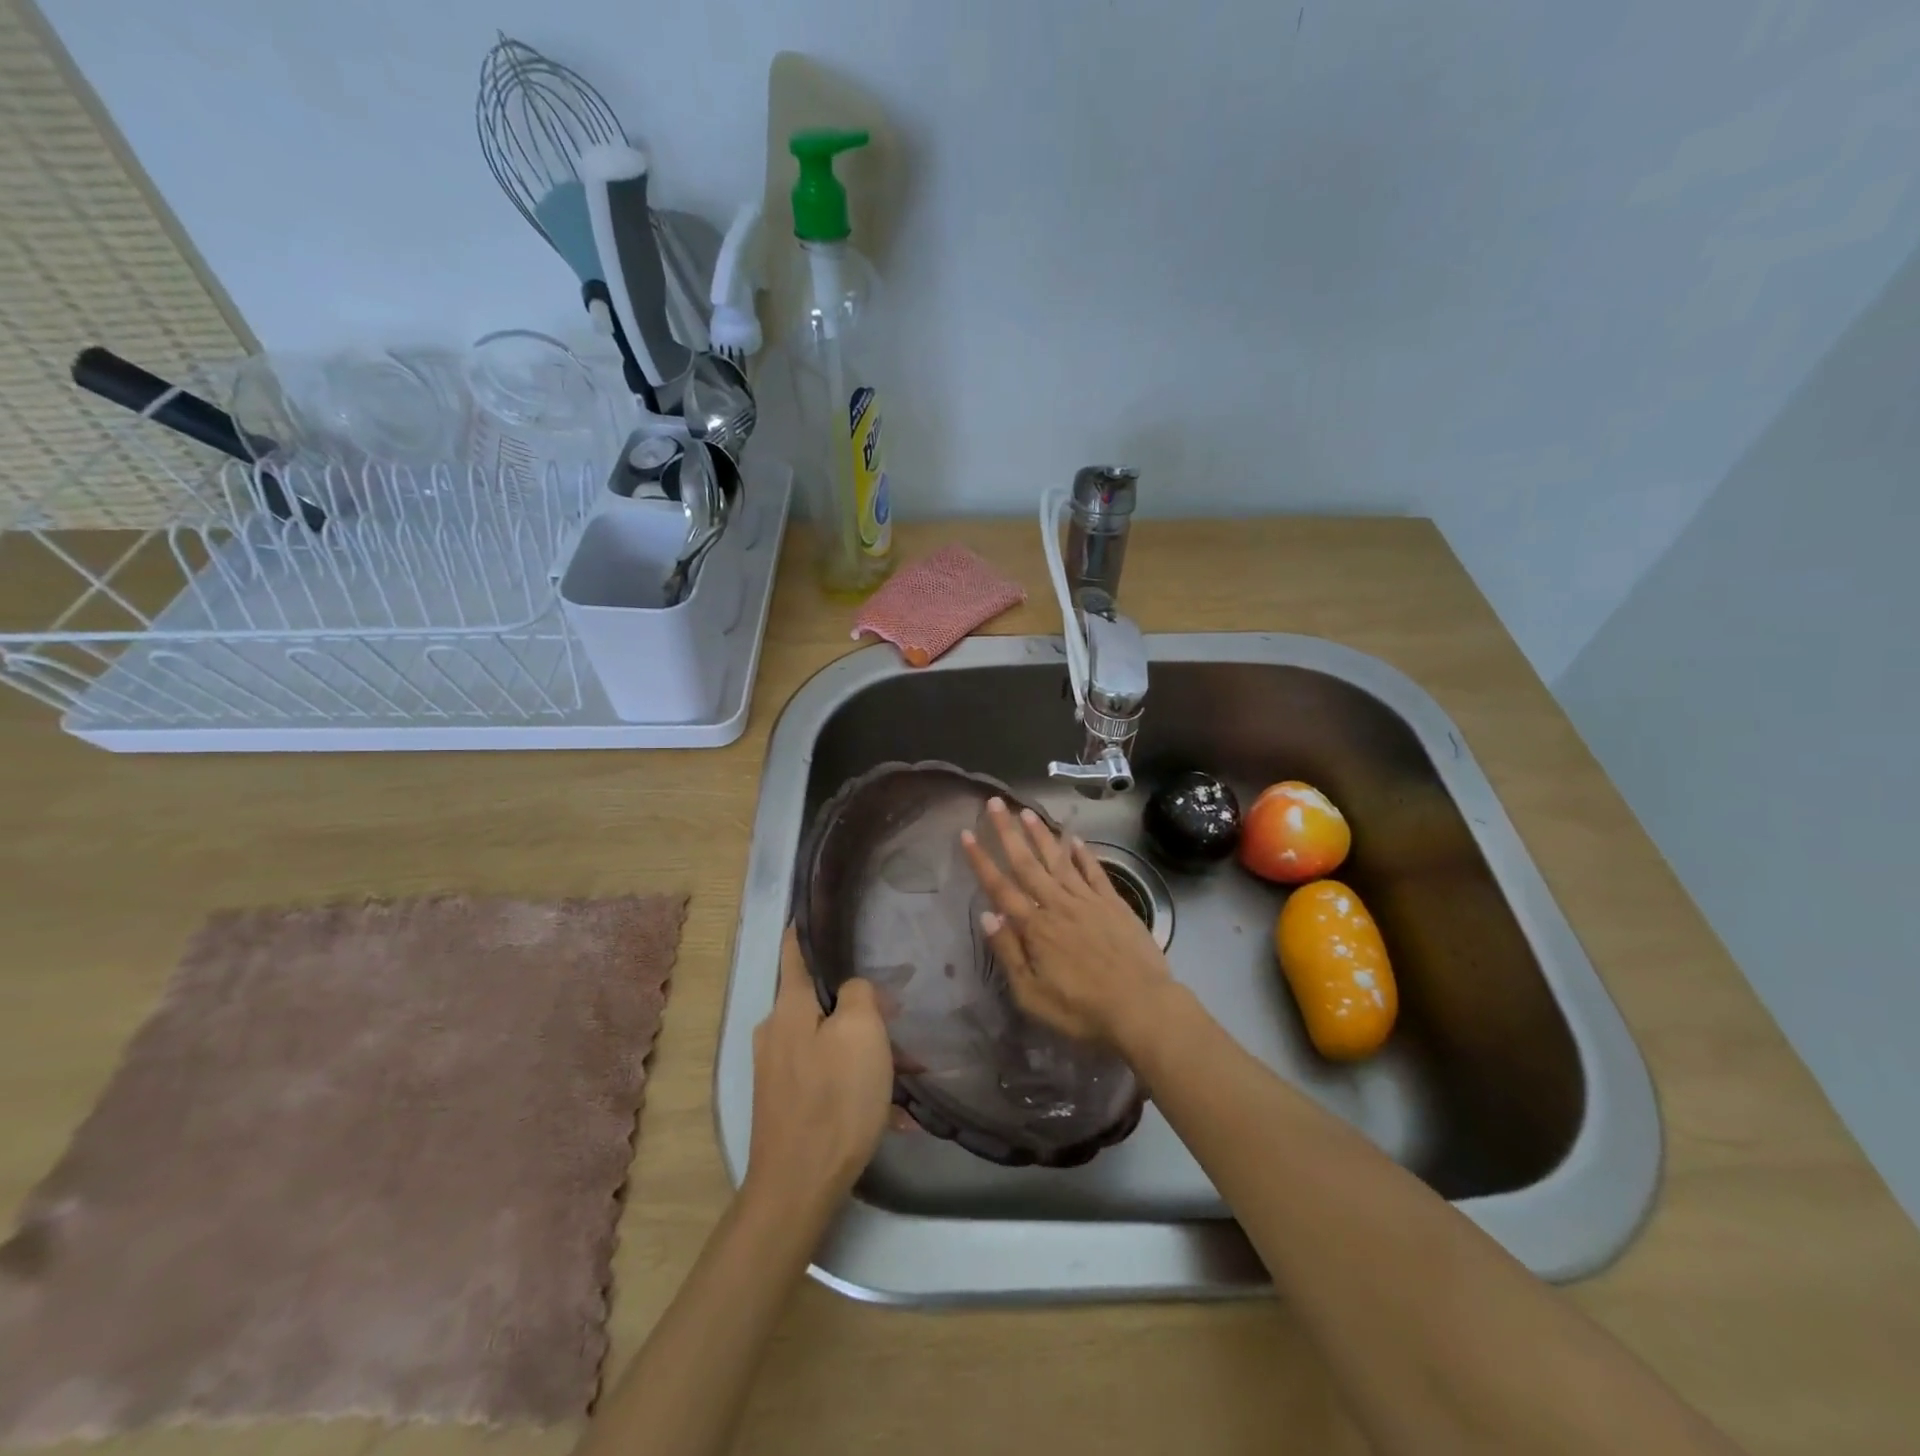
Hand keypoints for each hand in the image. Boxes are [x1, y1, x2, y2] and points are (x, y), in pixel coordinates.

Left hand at [745, 928, 894, 1214]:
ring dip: (866, 1050)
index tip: (818, 908)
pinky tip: (892, 1110)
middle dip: (859, 1004)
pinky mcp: (786, 1102)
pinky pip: (828, 1077)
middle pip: (820, 1000)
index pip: (794, 950)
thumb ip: (857, 994)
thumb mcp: (860, 1031)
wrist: (798, 1186)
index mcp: (789, 1007)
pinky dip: (857, 1083)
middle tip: (898, 1014)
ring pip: (829, 1041)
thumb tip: (853, 990)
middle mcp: (775, 1032)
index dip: (805, 926)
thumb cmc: (834, 1098)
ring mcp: (778, 1070)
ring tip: (908, 1070)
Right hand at [961, 797, 1174, 1052]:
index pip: (1000, 887)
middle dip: (1008, 832)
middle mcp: (1058, 904)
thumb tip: (987, 914)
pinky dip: (1083, 854)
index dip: (981, 860)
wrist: (1141, 1007)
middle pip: (1027, 863)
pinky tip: (1074, 839)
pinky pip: (1094, 871)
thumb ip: (1008, 952)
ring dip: (1041, 834)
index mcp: (1035, 927)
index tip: (967, 833)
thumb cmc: (1081, 1010)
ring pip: (1059, 860)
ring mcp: (1088, 901)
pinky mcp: (1114, 904)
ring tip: (1027, 811)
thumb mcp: (1032, 995)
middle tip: (995, 803)